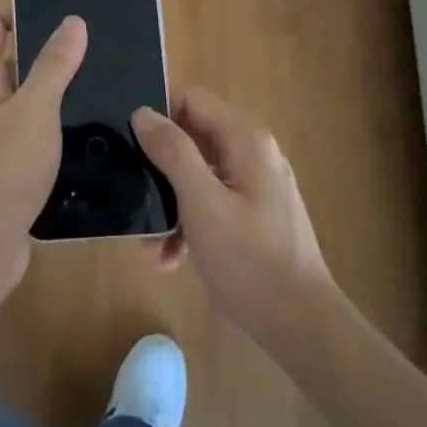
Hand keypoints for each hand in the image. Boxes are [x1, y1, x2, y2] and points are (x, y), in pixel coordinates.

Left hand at [0, 7, 86, 321]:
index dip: (15, 7)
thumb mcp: (34, 112)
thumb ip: (53, 66)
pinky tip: (95, 132)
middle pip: (10, 57)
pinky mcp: (8, 167)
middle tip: (96, 47)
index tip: (59, 11)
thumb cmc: (1, 171)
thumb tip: (73, 20)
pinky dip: (59, 128)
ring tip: (105, 85)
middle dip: (49, 49)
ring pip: (27, 98)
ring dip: (59, 91)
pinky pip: (34, 134)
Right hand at [131, 88, 336, 346]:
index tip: (127, 142)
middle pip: (192, 139)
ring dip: (169, 204)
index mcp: (246, 141)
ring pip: (197, 176)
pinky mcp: (254, 215)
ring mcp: (255, 186)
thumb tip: (142, 112)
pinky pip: (211, 203)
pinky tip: (171, 259)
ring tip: (150, 246)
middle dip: (158, 169)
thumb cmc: (250, 261)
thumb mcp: (202, 204)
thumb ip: (172, 152)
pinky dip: (189, 223)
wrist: (300, 326)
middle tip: (131, 197)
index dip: (157, 114)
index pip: (192, 100)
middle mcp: (253, 155)